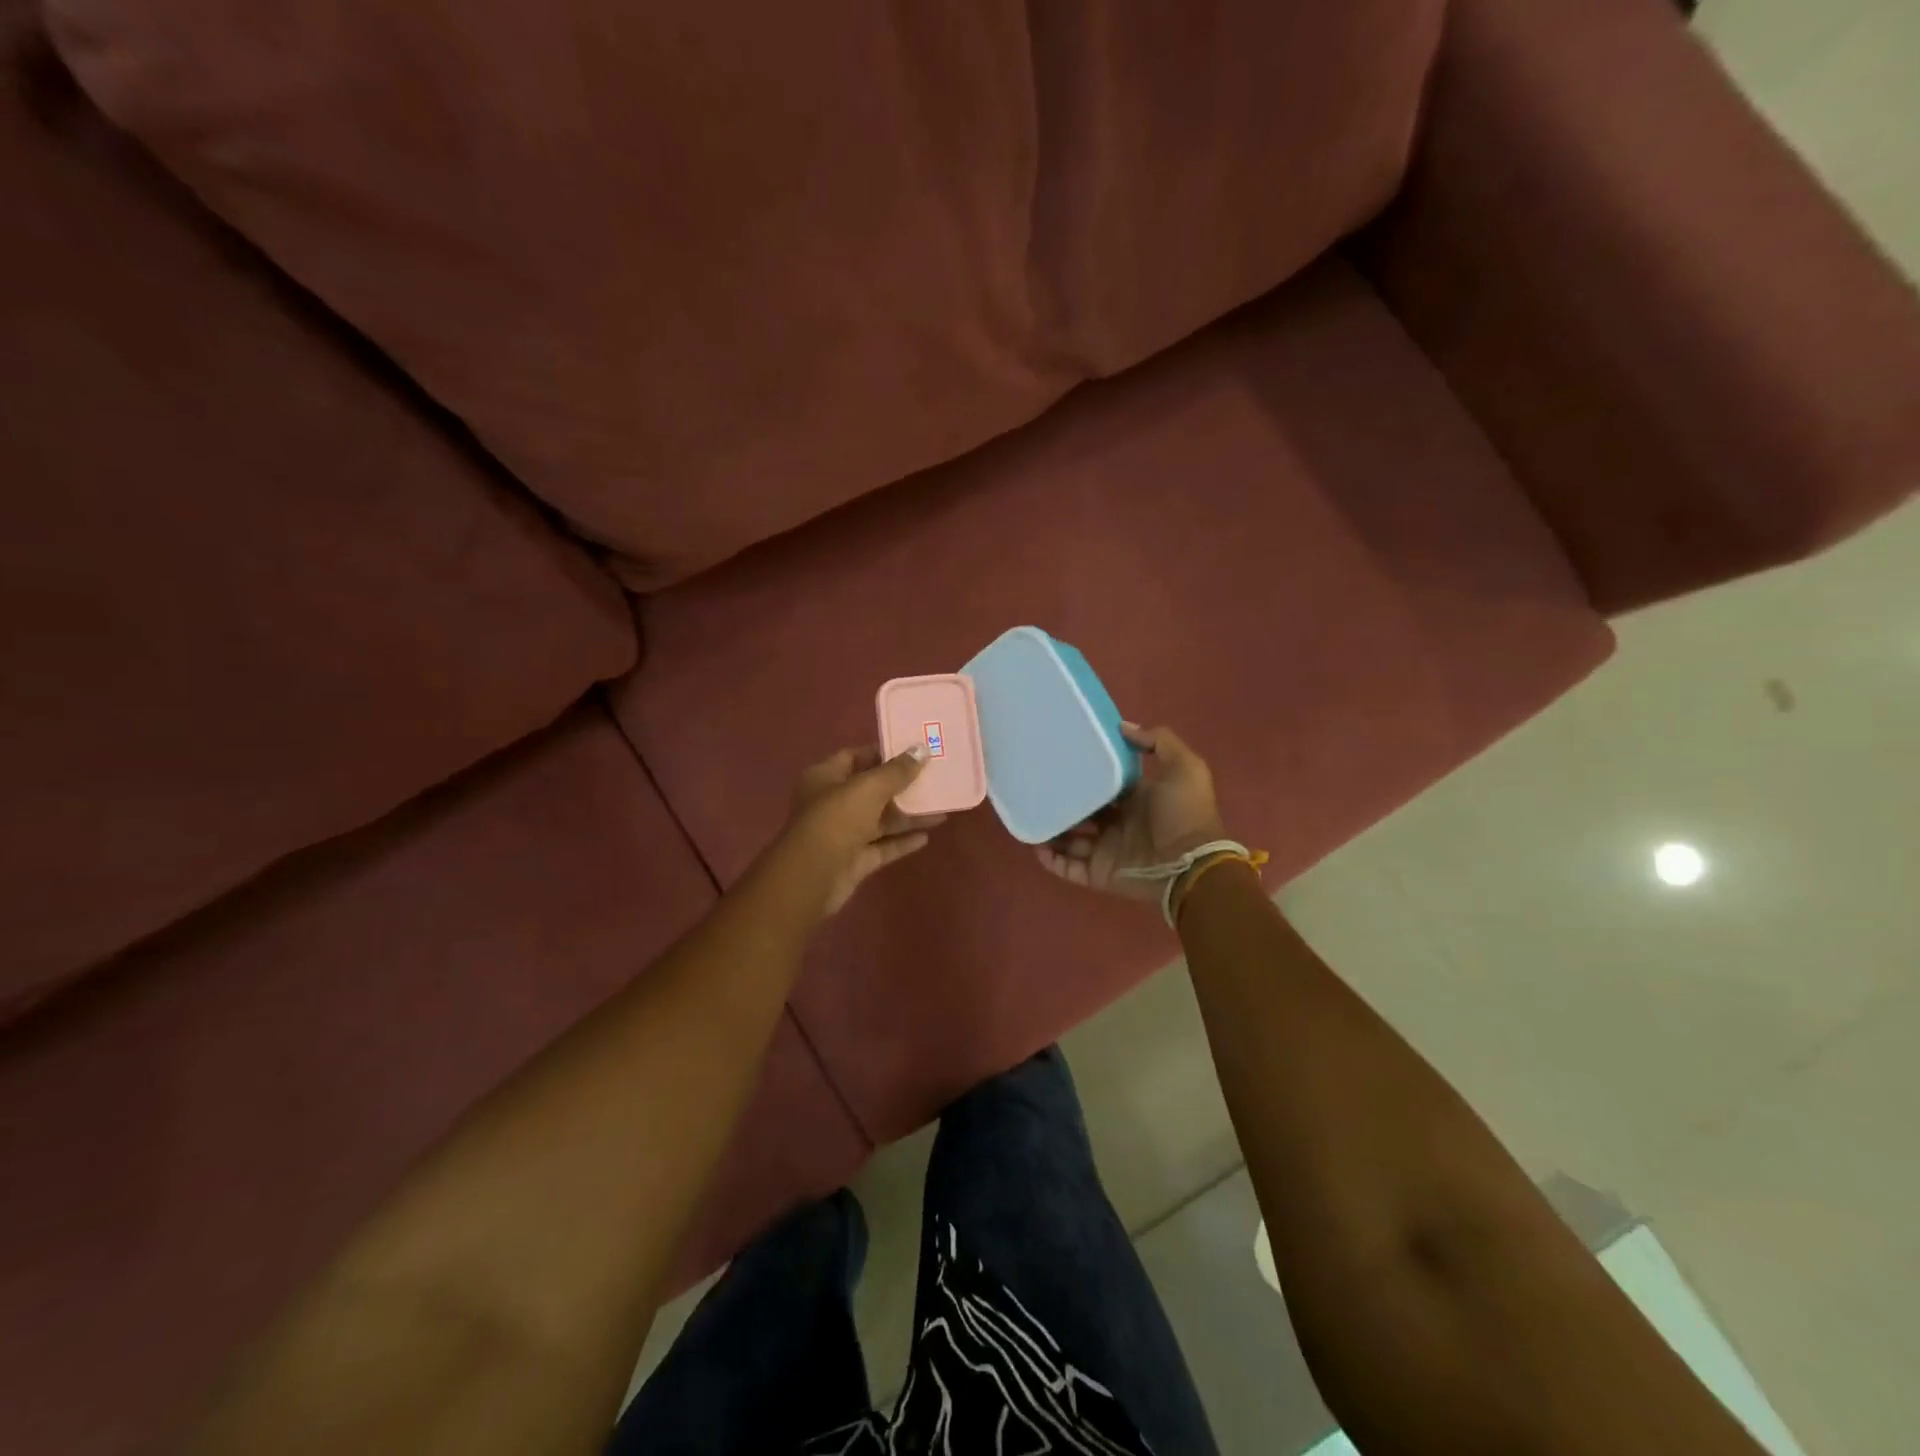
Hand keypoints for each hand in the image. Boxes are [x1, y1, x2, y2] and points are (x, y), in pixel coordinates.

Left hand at [779, 745, 944, 916]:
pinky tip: (927, 836)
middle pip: (871, 789)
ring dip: (909, 814)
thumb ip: (897, 770)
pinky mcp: (855, 860)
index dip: (883, 753)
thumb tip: (921, 749)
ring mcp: (844, 833)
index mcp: (825, 777)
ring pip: (881, 819)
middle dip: (902, 785)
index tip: (914, 751)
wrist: (813, 877)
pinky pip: (883, 846)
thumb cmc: (836, 819)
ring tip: (941, 808)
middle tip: (935, 778)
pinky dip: (903, 841)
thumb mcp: (869, 787)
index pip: (855, 756)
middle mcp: (832, 803)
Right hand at [1037, 724, 1225, 903]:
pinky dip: (1050, 859)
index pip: (1104, 783)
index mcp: (1136, 799)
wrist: (1190, 864)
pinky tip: (1036, 845)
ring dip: (1051, 830)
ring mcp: (1107, 850)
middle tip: (1037, 786)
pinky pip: (1068, 867)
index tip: (1061, 758)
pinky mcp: (1098, 874)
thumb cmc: (1185, 814)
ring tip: (1029, 816)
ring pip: (1069, 839)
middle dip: (1062, 801)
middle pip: (1082, 811)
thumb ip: (1158, 741)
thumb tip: (1123, 726)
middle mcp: (1118, 824)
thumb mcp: (1184, 766)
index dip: (1086, 773)